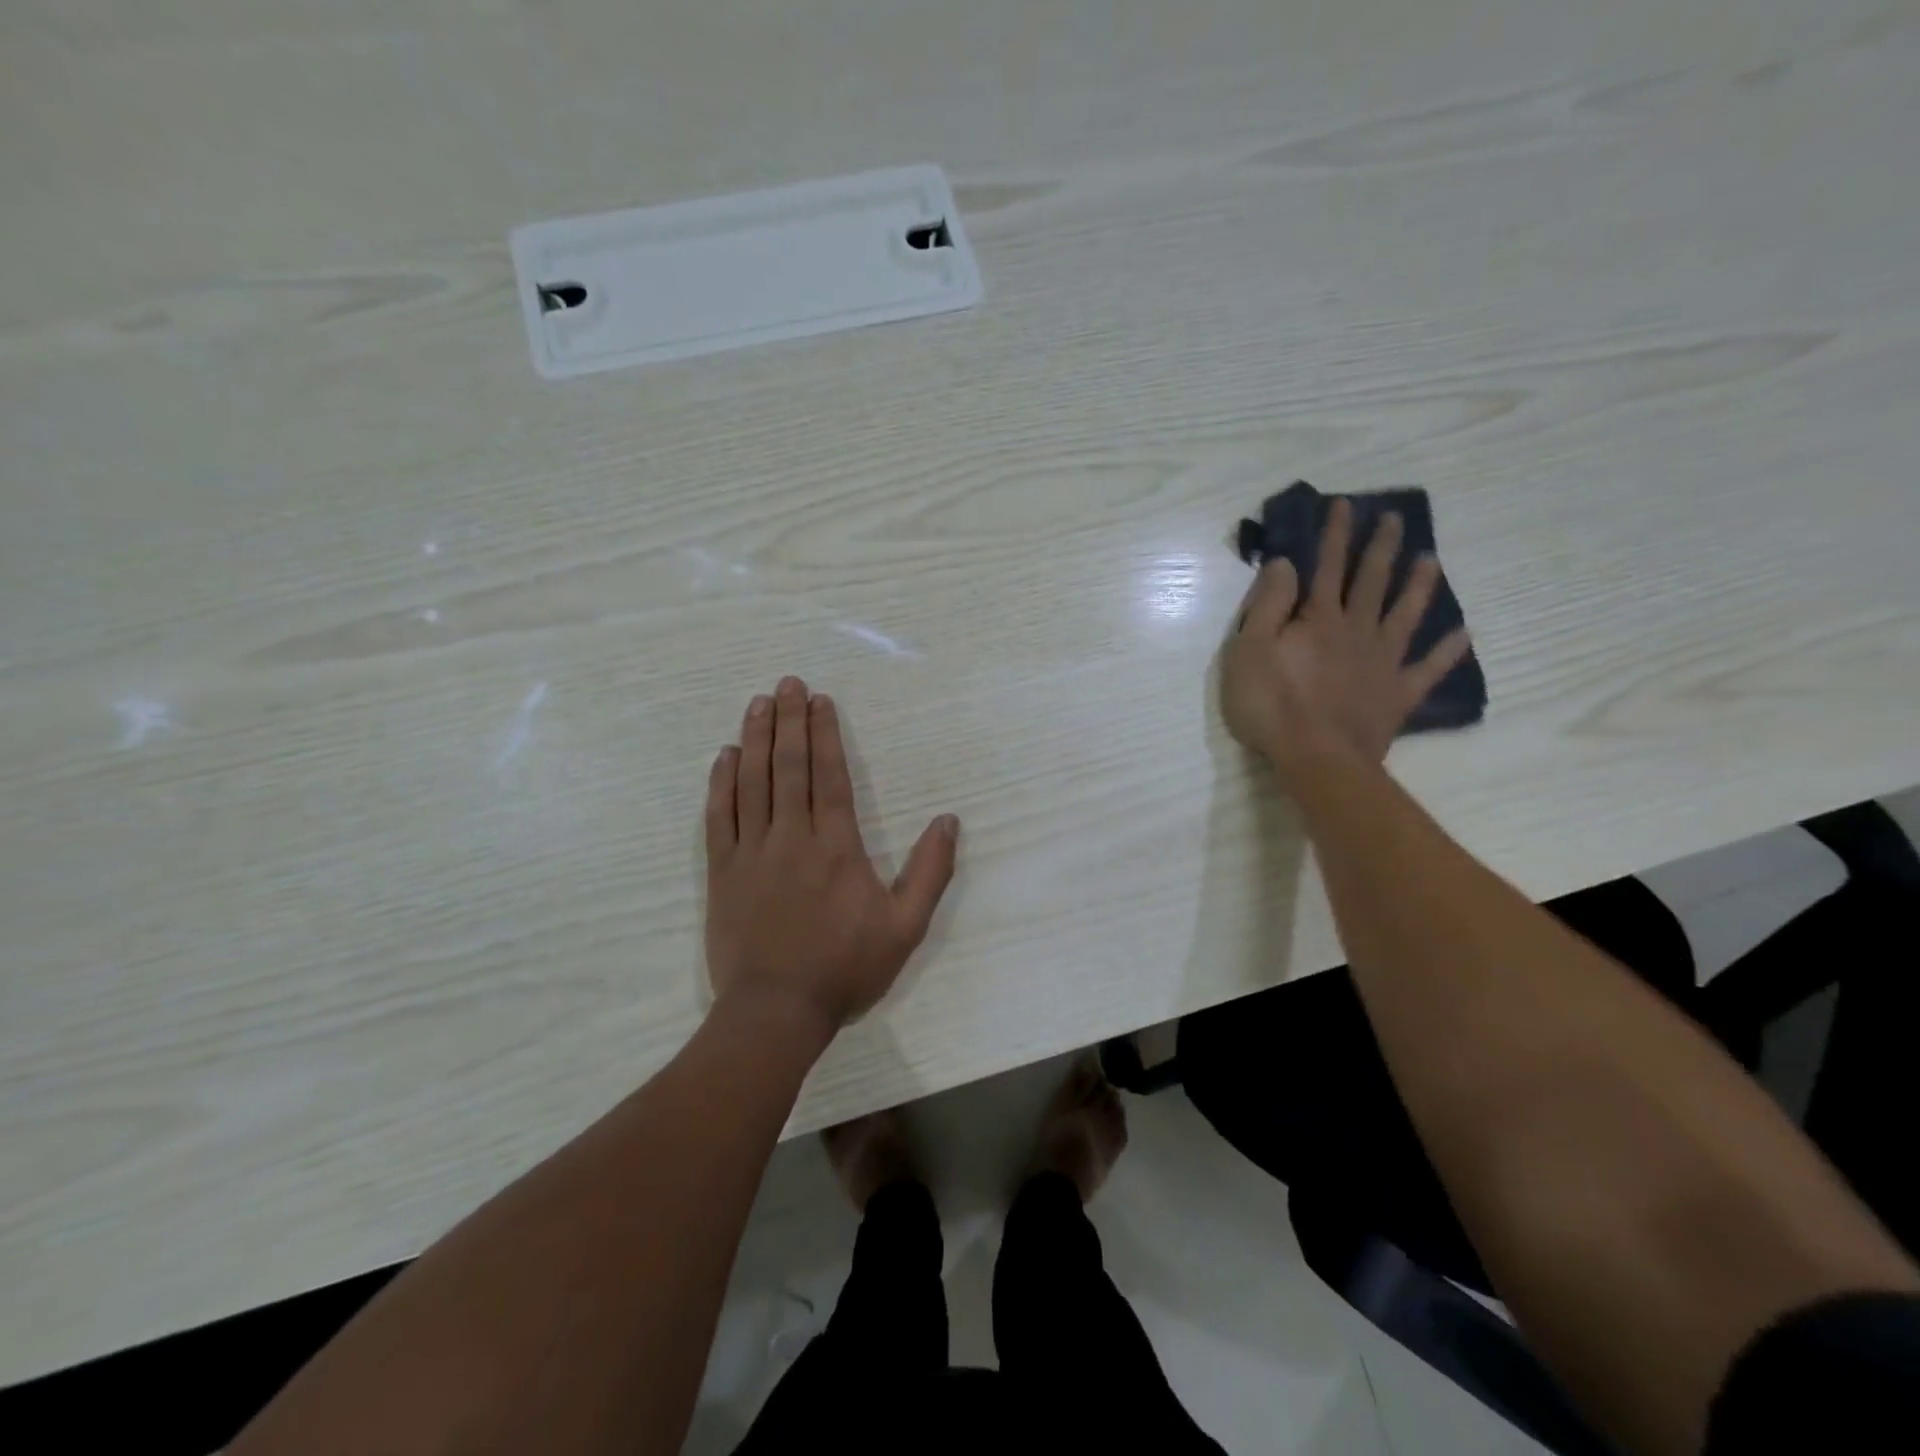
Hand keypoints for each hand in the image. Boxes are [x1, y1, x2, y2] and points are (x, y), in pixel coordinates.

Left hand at [704, 676, 959, 1036]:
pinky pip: (719, 816)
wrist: (776, 1012)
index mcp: (836, 845)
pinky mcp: (722, 872)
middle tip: (788, 684)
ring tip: (759, 704)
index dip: (824, 735)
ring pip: (752, 782)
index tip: (820, 701)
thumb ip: (930, 872)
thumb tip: (948, 821)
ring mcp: (751, 852)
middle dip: (789, 721)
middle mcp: (791, 837)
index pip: (830, 775)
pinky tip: (725, 756)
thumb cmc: (845, 968)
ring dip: (756, 739)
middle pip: (789, 767)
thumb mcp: (905, 927)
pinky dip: (721, 782)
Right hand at [1222, 499, 1470, 781]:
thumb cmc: (1271, 705)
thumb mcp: (1249, 651)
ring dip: (1418, 586)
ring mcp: (1382, 662)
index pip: (1326, 567)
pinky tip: (1464, 635)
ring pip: (1405, 615)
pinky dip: (1447, 652)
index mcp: (1318, 620)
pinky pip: (1428, 668)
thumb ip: (1268, 605)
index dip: (1334, 535)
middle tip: (1394, 518)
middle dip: (1380, 548)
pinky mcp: (1397, 694)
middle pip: (1371, 582)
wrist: (1317, 758)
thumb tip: (1286, 563)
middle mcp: (1356, 630)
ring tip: (1431, 560)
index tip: (1344, 505)